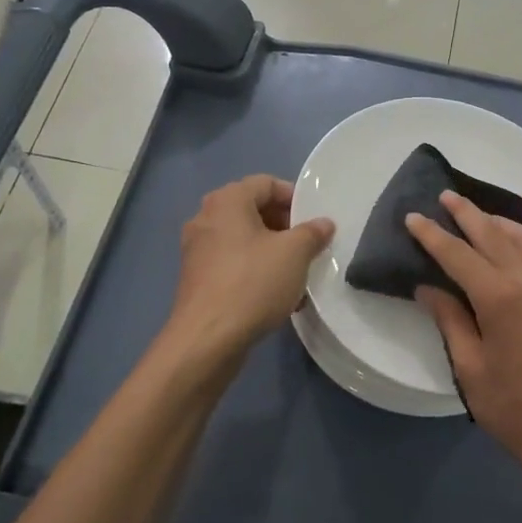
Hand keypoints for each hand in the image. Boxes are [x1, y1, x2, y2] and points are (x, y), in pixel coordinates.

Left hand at [168, 175, 334, 359]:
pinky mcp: (197, 279)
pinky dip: (255, 270)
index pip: (266, 183)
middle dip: (284, 225)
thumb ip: (312, 233)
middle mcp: (206, 218)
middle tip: (309, 245)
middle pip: (253, 210)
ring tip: (297, 272)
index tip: (315, 220)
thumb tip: (324, 223)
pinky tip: (277, 295)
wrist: (207, 339)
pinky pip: (232, 263)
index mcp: (227, 201)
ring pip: (243, 239)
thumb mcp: (295, 254)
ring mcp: (197, 250)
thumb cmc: (253, 283)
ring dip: (272, 251)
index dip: (294, 197)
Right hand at [407, 192, 521, 478]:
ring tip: (480, 215)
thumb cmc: (513, 407)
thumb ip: (450, 319)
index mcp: (500, 297)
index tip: (414, 217)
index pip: (458, 253)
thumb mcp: (469, 367)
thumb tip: (428, 286)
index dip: (433, 234)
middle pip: (493, 234)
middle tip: (446, 197)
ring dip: (500, 222)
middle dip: (467, 213)